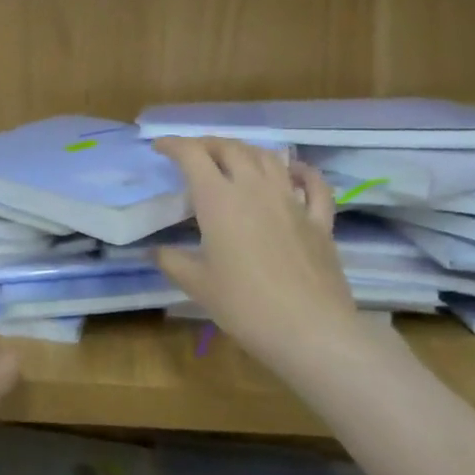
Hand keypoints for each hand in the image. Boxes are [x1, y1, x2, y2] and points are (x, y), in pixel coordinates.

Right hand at [154, 137, 364, 379]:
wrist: (310, 330)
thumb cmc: (244, 306)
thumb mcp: (197, 285)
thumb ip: (172, 261)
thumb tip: (155, 250)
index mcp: (219, 200)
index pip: (192, 156)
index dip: (174, 145)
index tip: (159, 147)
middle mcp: (255, 188)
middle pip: (230, 148)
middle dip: (207, 144)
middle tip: (193, 153)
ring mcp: (291, 201)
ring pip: (267, 158)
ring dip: (245, 151)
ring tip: (232, 158)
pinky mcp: (319, 220)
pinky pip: (312, 184)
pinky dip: (300, 171)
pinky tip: (293, 171)